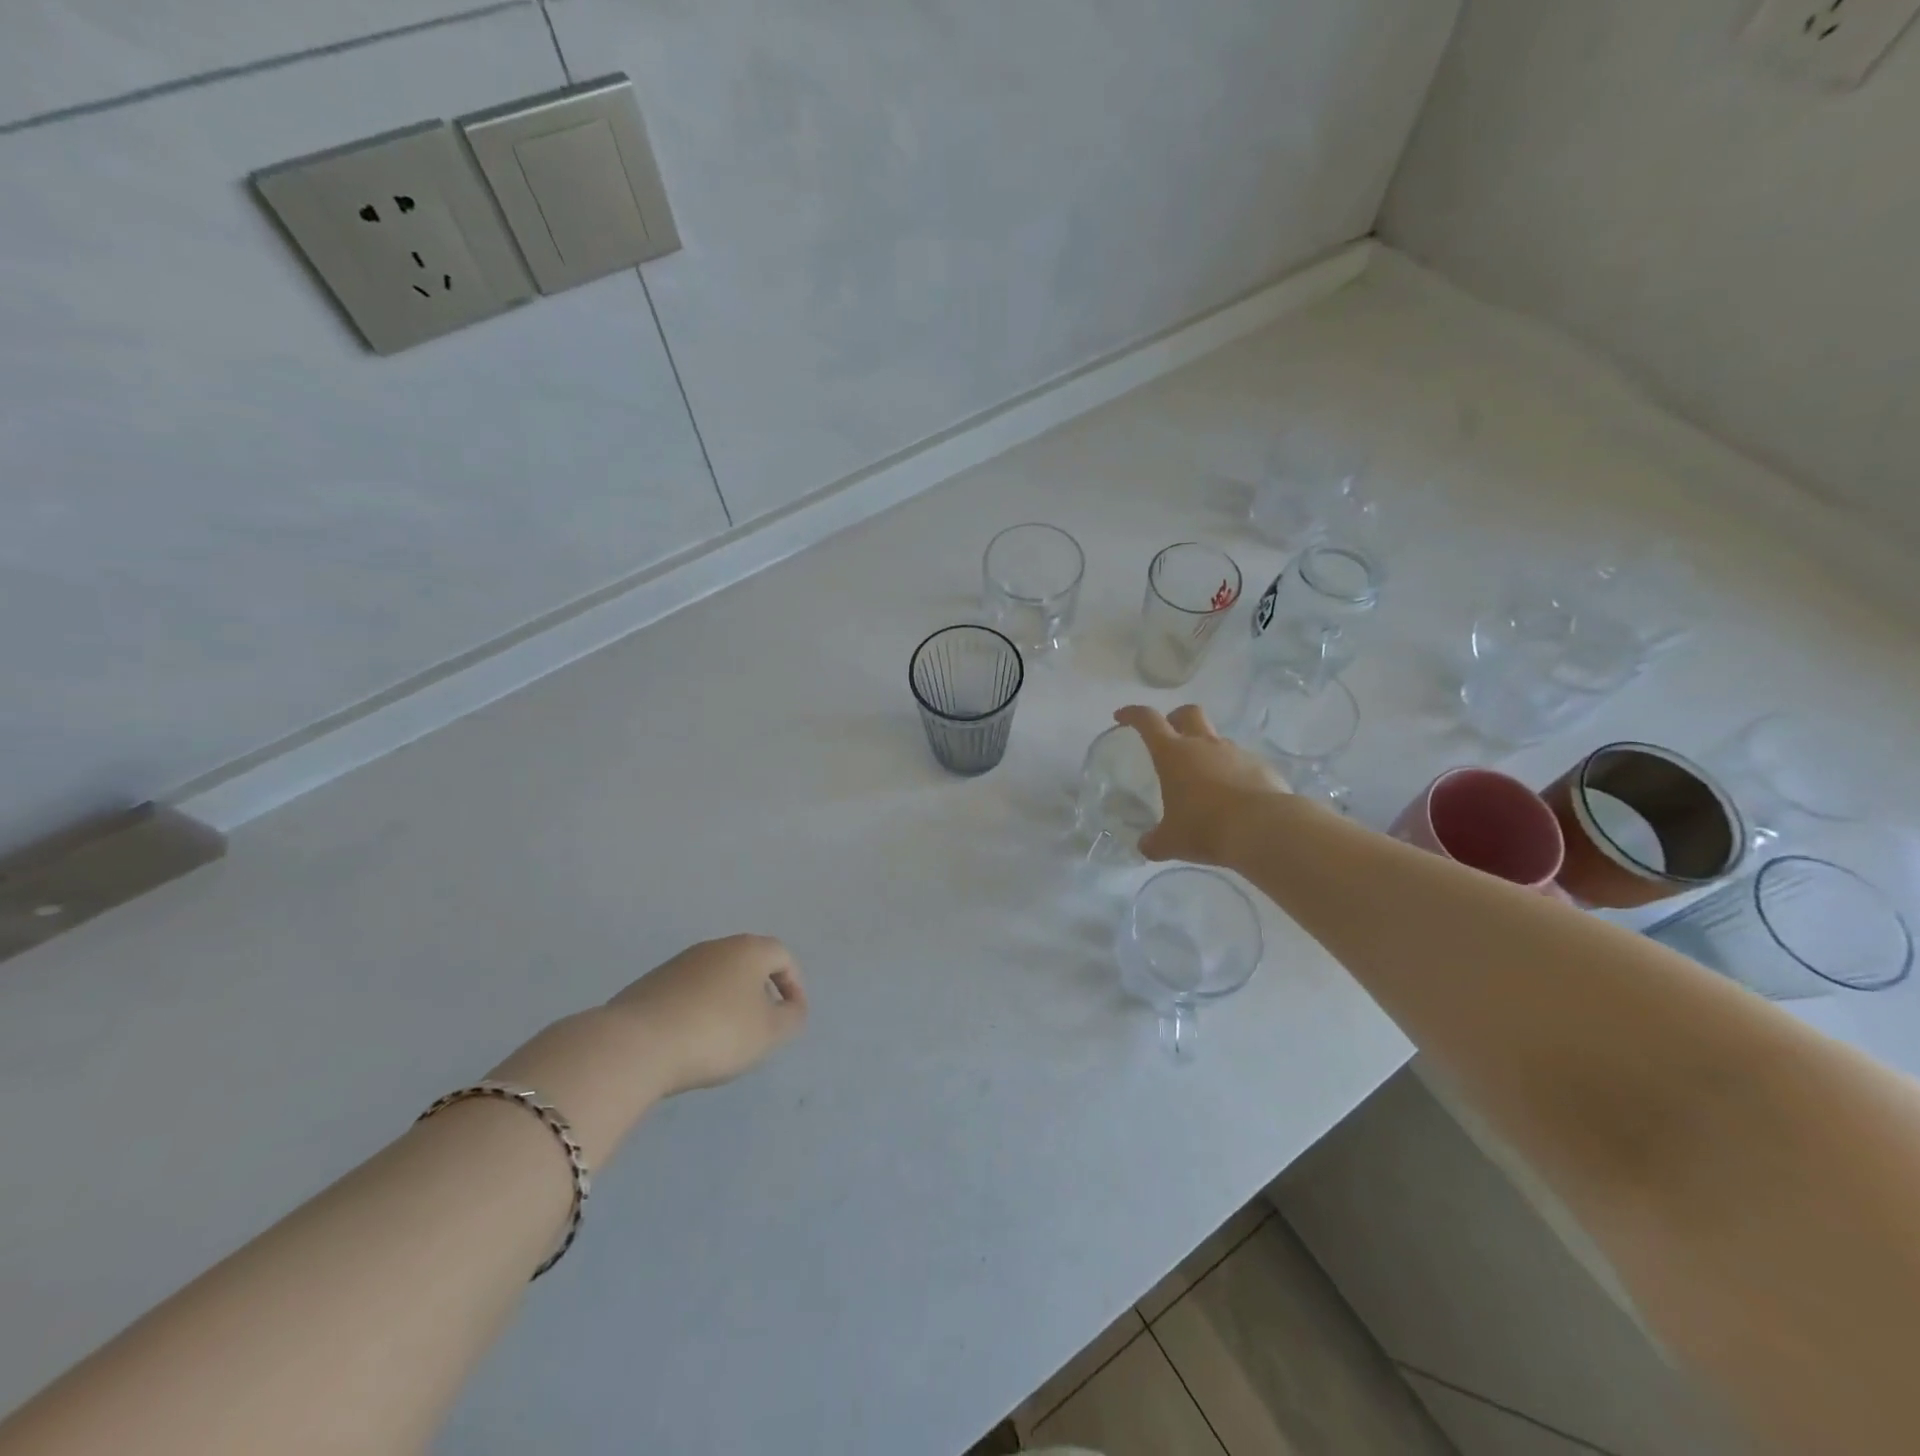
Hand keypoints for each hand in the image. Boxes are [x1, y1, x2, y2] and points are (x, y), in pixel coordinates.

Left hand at [603, 935, 808, 1096]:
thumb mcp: (769, 1033)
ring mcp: (679, 963)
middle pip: (748, 962)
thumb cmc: (717, 1033)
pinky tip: (692, 1040)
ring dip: (728, 1001)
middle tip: (762, 1024)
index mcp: (748, 950)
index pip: (782, 956)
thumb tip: (791, 1007)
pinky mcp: (651, 984)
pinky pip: (688, 992)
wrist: (636, 1045)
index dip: (794, 984)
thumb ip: (792, 1017)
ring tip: (726, 1038)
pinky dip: (699, 1010)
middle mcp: (715, 947)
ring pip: (716, 977)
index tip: (792, 1014)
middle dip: (760, 990)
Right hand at [1114, 704, 1290, 866]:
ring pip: (1217, 739)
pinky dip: (1232, 773)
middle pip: (1188, 713)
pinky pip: (1241, 763)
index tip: (1122, 716)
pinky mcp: (1261, 767)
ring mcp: (1236, 753)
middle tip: (1169, 733)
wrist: (1265, 829)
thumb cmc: (1206, 828)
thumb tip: (1146, 846)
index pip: (1148, 721)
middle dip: (1175, 718)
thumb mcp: (1171, 841)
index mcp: (1173, 754)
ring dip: (1206, 750)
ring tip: (1203, 779)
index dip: (1133, 714)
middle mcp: (1204, 745)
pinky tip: (1233, 798)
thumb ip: (1155, 841)